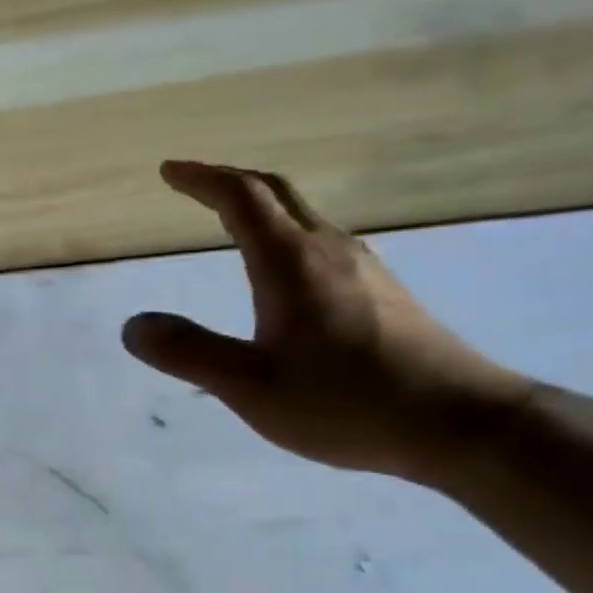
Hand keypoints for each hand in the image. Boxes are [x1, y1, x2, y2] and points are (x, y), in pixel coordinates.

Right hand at [122, 161, 529, 480]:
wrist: (458, 422)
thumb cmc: (345, 402)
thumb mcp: (250, 386)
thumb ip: (189, 353)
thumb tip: (134, 325)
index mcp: (290, 263)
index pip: (240, 199)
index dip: (202, 179)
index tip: (169, 171)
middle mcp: (329, 250)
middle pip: (277, 194)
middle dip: (231, 182)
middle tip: (195, 185)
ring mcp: (364, 269)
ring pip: (304, 218)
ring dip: (262, 209)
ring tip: (231, 223)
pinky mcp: (384, 294)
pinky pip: (322, 245)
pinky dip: (287, 238)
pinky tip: (285, 274)